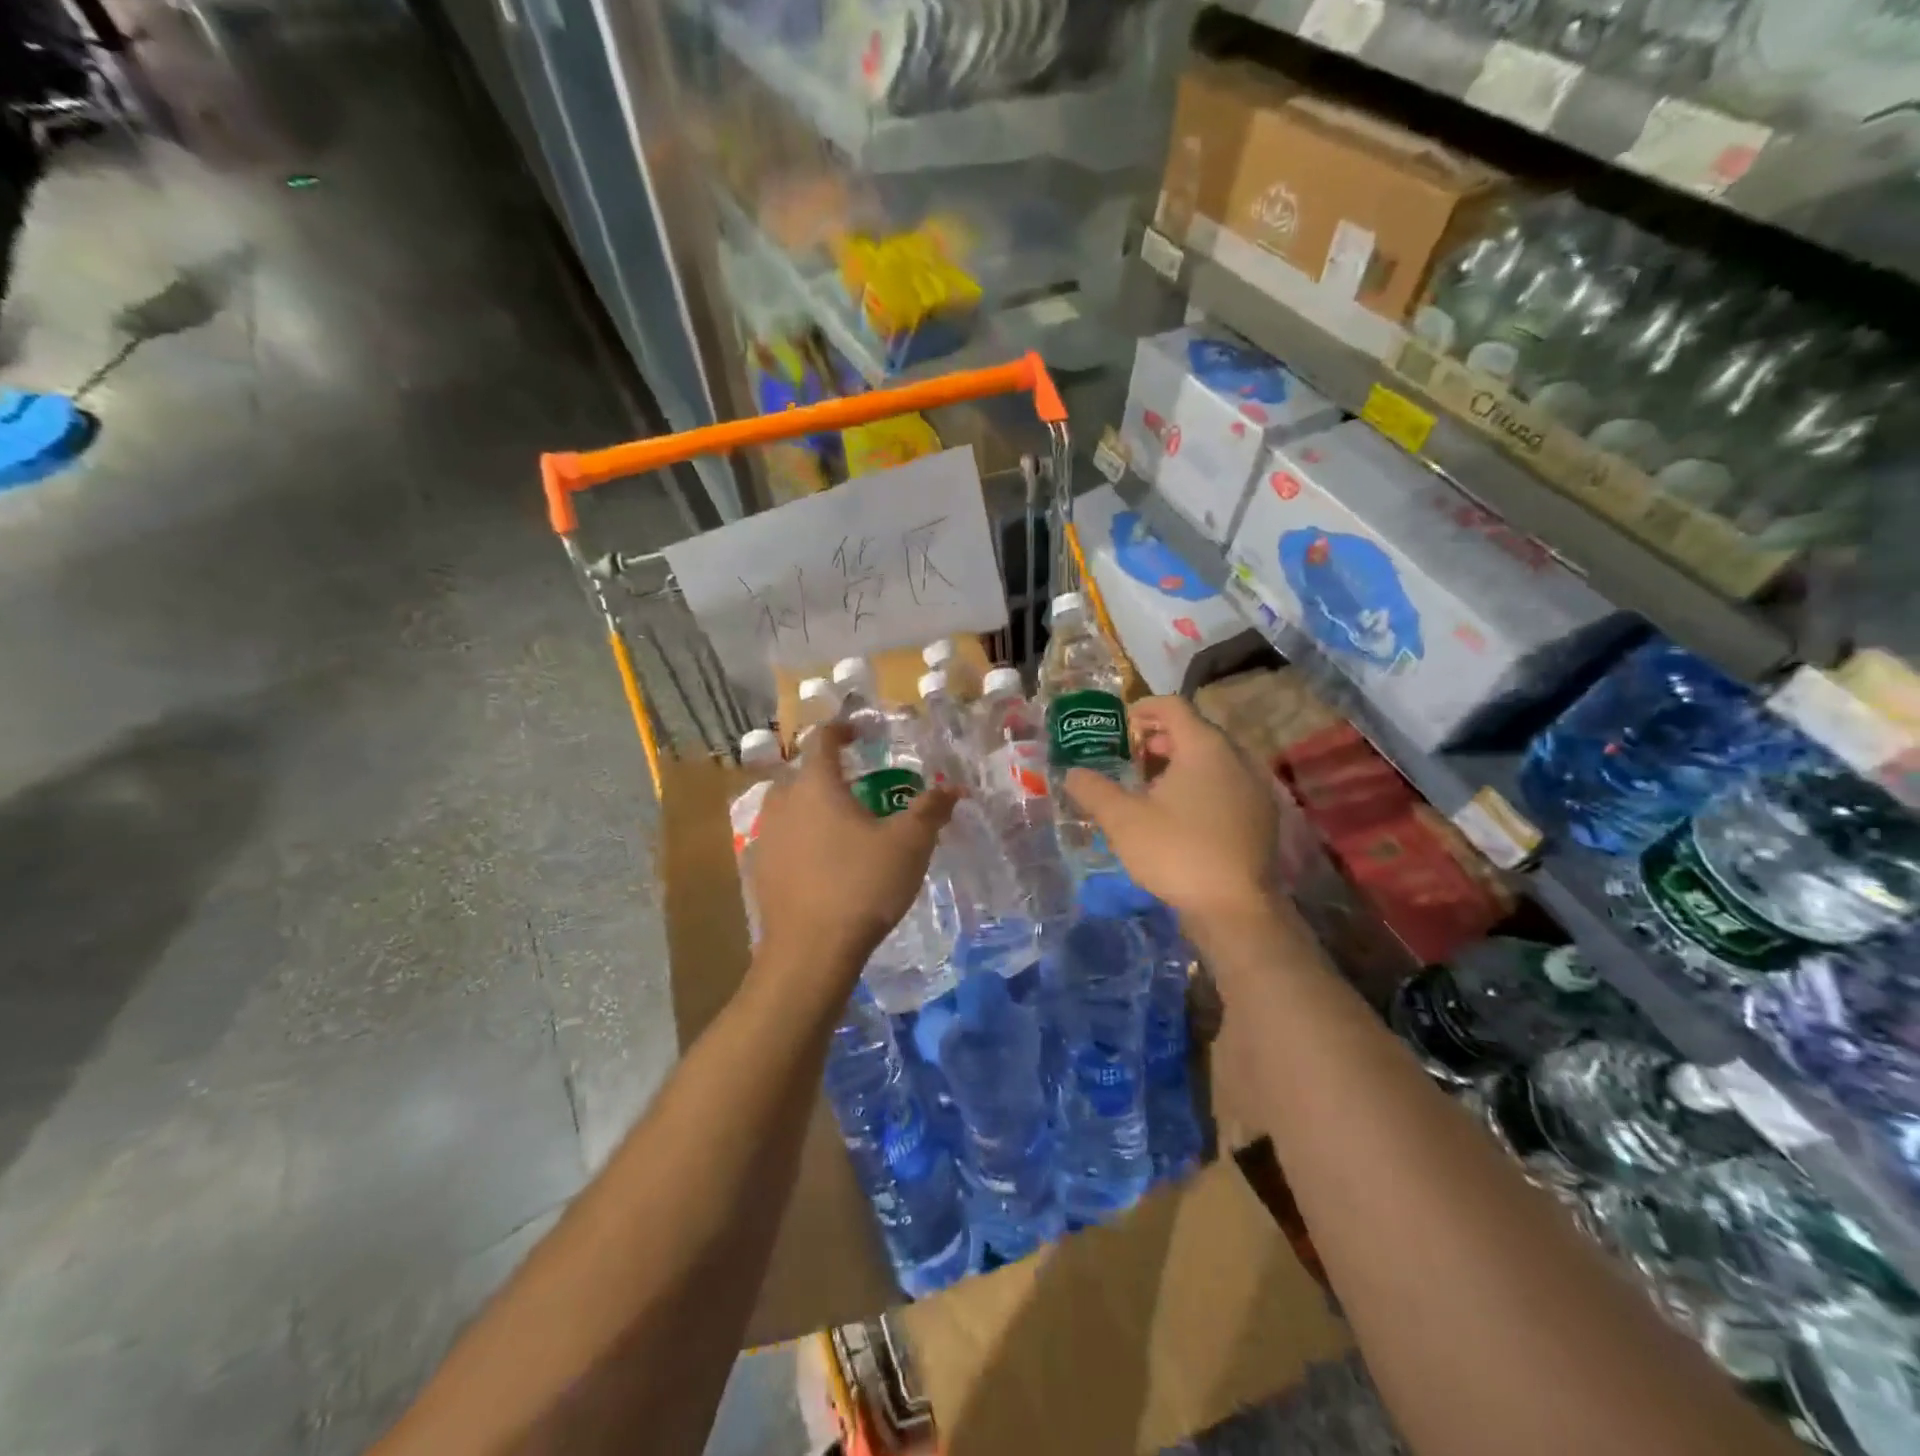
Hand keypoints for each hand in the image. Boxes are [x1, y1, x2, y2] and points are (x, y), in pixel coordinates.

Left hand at [750, 722, 956, 975]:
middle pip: (801, 773)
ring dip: (810, 806)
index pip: (822, 740)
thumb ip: (930, 810)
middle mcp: (783, 803)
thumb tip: (952, 787)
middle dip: (826, 773)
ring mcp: (767, 837)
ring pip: (787, 808)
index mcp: (816, 785)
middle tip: (857, 785)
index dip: (841, 730)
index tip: (858, 732)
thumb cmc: (862, 884)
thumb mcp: (909, 844)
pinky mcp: (760, 871)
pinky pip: (782, 840)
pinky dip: (801, 838)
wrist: (811, 951)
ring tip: (840, 823)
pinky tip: (821, 861)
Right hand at [1063, 695, 1277, 927]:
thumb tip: (1072, 773)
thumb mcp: (1122, 820)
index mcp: (1205, 747)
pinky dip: (1202, 787)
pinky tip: (1181, 817)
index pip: (1174, 706)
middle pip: (1196, 732)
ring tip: (1152, 789)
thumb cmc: (1177, 851)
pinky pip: (1227, 786)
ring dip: (1181, 765)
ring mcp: (1255, 789)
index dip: (1144, 708)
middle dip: (1161, 739)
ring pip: (1213, 761)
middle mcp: (1237, 758)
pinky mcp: (1261, 818)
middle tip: (1131, 757)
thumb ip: (1093, 790)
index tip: (1121, 724)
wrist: (1235, 909)